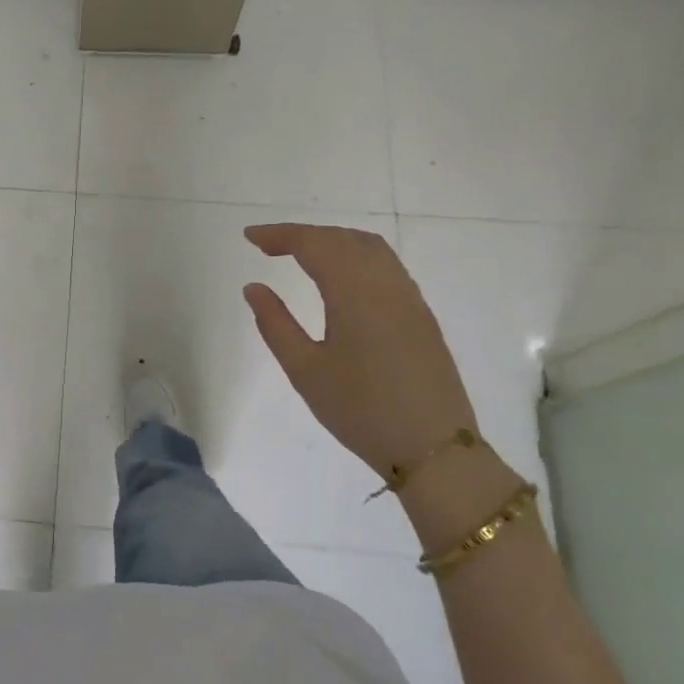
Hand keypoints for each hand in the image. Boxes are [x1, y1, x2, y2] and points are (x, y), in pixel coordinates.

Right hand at [243, 223, 475, 482]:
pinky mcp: (421, 316)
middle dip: (304, 235)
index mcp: (354, 293)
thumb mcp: (305, 370)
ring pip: (370, 248)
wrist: (433, 449)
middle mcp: (386, 285)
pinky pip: (387, 266)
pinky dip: (356, 256)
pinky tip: (341, 277)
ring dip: (333, 241)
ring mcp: (410, 298)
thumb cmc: (360, 410)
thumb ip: (275, 324)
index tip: (249, 237)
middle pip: (343, 239)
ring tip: (302, 255)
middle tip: (268, 246)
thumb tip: (254, 287)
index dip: (280, 235)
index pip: (314, 245)